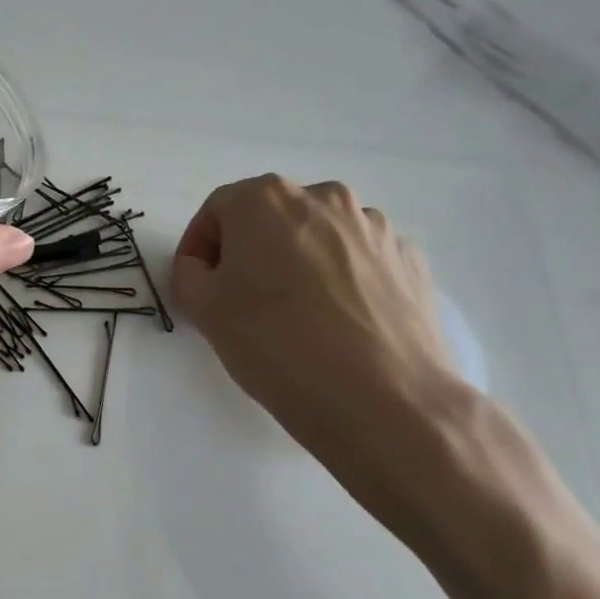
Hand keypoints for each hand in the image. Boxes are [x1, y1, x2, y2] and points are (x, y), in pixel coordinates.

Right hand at [170, 176, 473, 524]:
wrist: (385, 401)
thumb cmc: (277, 345)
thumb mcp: (204, 310)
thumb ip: (189, 274)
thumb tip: (204, 268)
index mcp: (266, 198)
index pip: (217, 210)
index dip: (199, 247)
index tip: (199, 285)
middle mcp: (323, 197)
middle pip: (270, 216)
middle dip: (249, 251)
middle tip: (242, 299)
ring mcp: (373, 226)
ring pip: (317, 236)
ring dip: (298, 261)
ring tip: (296, 314)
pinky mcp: (409, 259)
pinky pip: (358, 259)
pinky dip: (341, 279)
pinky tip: (338, 322)